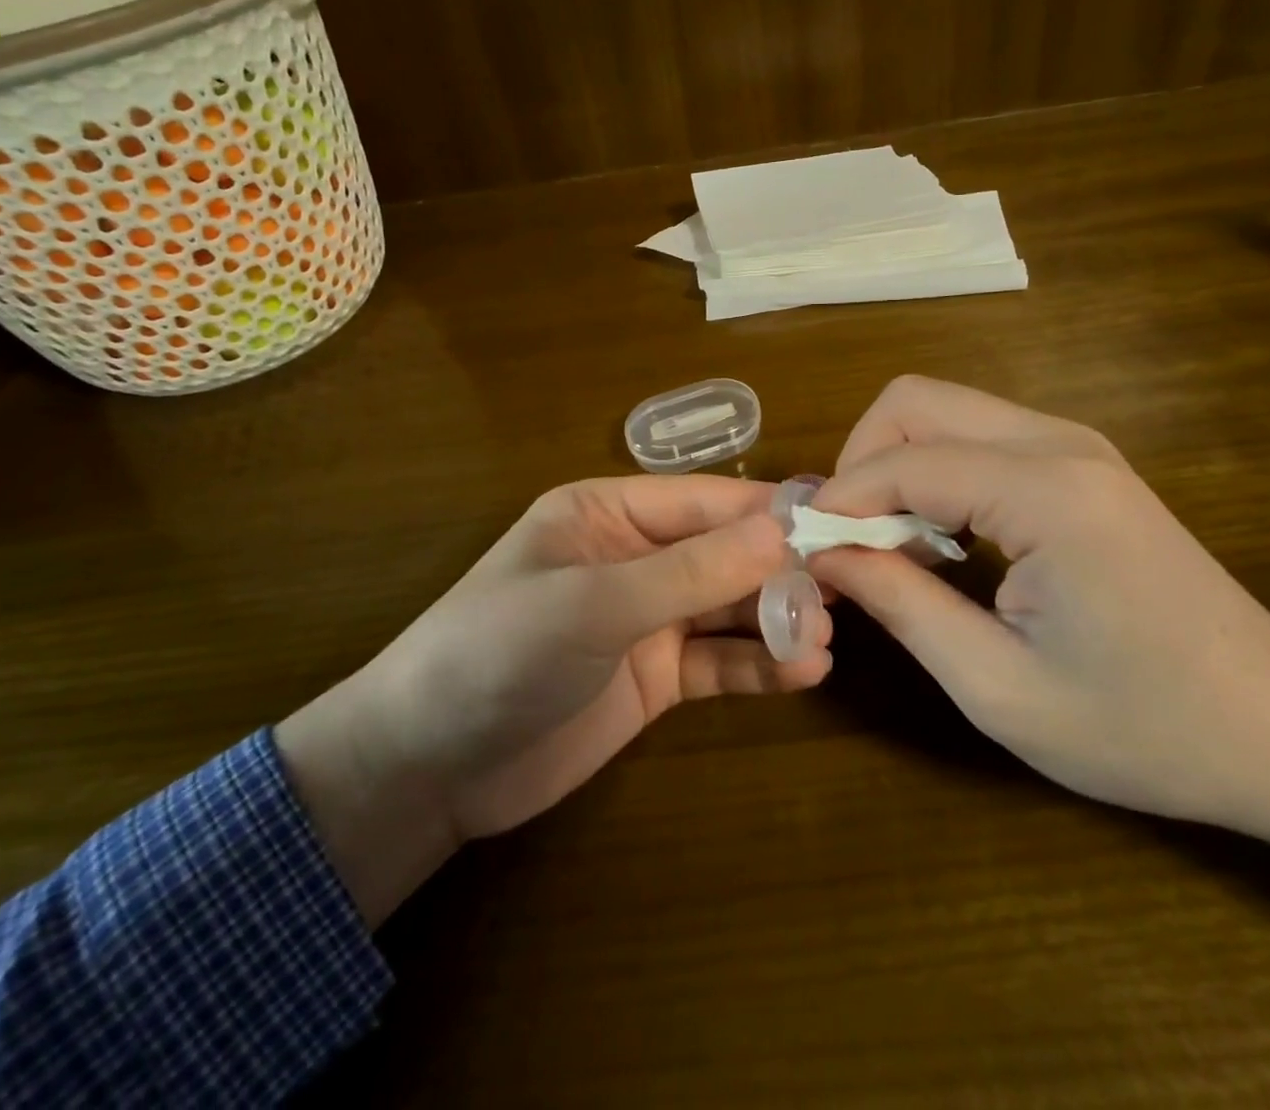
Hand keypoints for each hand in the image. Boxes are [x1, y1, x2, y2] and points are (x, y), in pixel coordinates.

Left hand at [277, 475, 827, 922]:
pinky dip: (758, 664)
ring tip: (824, 635)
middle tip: (843, 589)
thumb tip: (783, 529)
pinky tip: (802, 672)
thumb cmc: (496, 654)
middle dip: (778, 569)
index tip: (836, 520)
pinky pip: (717, 661)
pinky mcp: (653, 677)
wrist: (425, 768)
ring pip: (727, 606)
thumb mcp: (593, 604)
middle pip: (722, 552)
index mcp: (606, 512)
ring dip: (775, 617)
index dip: (766, 511)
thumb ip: (690, 571)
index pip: (702, 501)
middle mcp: (632, 556)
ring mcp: (644, 618)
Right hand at [810, 376, 1269, 961]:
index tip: (805, 550)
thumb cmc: (1143, 726)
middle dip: (860, 460)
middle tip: (848, 538)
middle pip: (915, 401)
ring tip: (889, 545)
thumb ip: (899, 604)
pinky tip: (941, 539)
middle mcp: (1059, 443)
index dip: (838, 500)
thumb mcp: (998, 687)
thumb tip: (823, 553)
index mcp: (1046, 493)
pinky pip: (976, 436)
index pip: (903, 462)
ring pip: (942, 409)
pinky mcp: (1080, 462)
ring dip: (894, 464)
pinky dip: (933, 471)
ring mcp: (1075, 445)